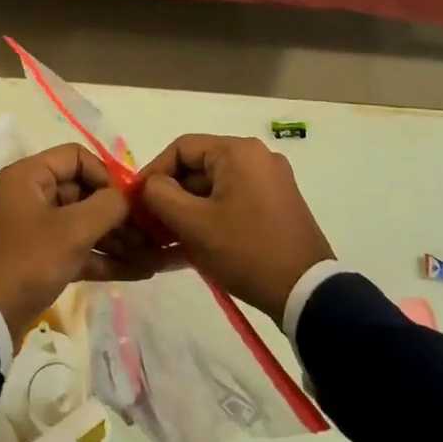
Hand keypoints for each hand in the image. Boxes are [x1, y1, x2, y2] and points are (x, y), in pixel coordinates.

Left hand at [0, 145, 165, 346]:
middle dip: (117, 212)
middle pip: (82, 190)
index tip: (128, 200)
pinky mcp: (40, 257)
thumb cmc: (29, 261)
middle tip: (148, 231)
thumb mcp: (73, 230)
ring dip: (115, 237)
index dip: (105, 174)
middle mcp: (30, 195)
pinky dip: (102, 257)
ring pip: (82, 222)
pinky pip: (77, 248)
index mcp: (29, 176)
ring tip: (152, 254)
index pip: (76, 157)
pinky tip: (139, 271)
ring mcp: (35, 228)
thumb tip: (129, 196)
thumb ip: (108, 205)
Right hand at [138, 134, 334, 320]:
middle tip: (149, 223)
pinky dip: (210, 215)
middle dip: (170, 194)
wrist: (306, 292)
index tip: (135, 200)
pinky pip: (233, 200)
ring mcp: (271, 180)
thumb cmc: (246, 250)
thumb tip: (149, 185)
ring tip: (166, 238)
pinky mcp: (277, 203)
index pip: (182, 148)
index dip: (153, 172)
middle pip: (199, 167)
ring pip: (215, 186)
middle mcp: (257, 157)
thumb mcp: (194, 224)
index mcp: (238, 151)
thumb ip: (160, 195)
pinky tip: (192, 243)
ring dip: (188, 208)